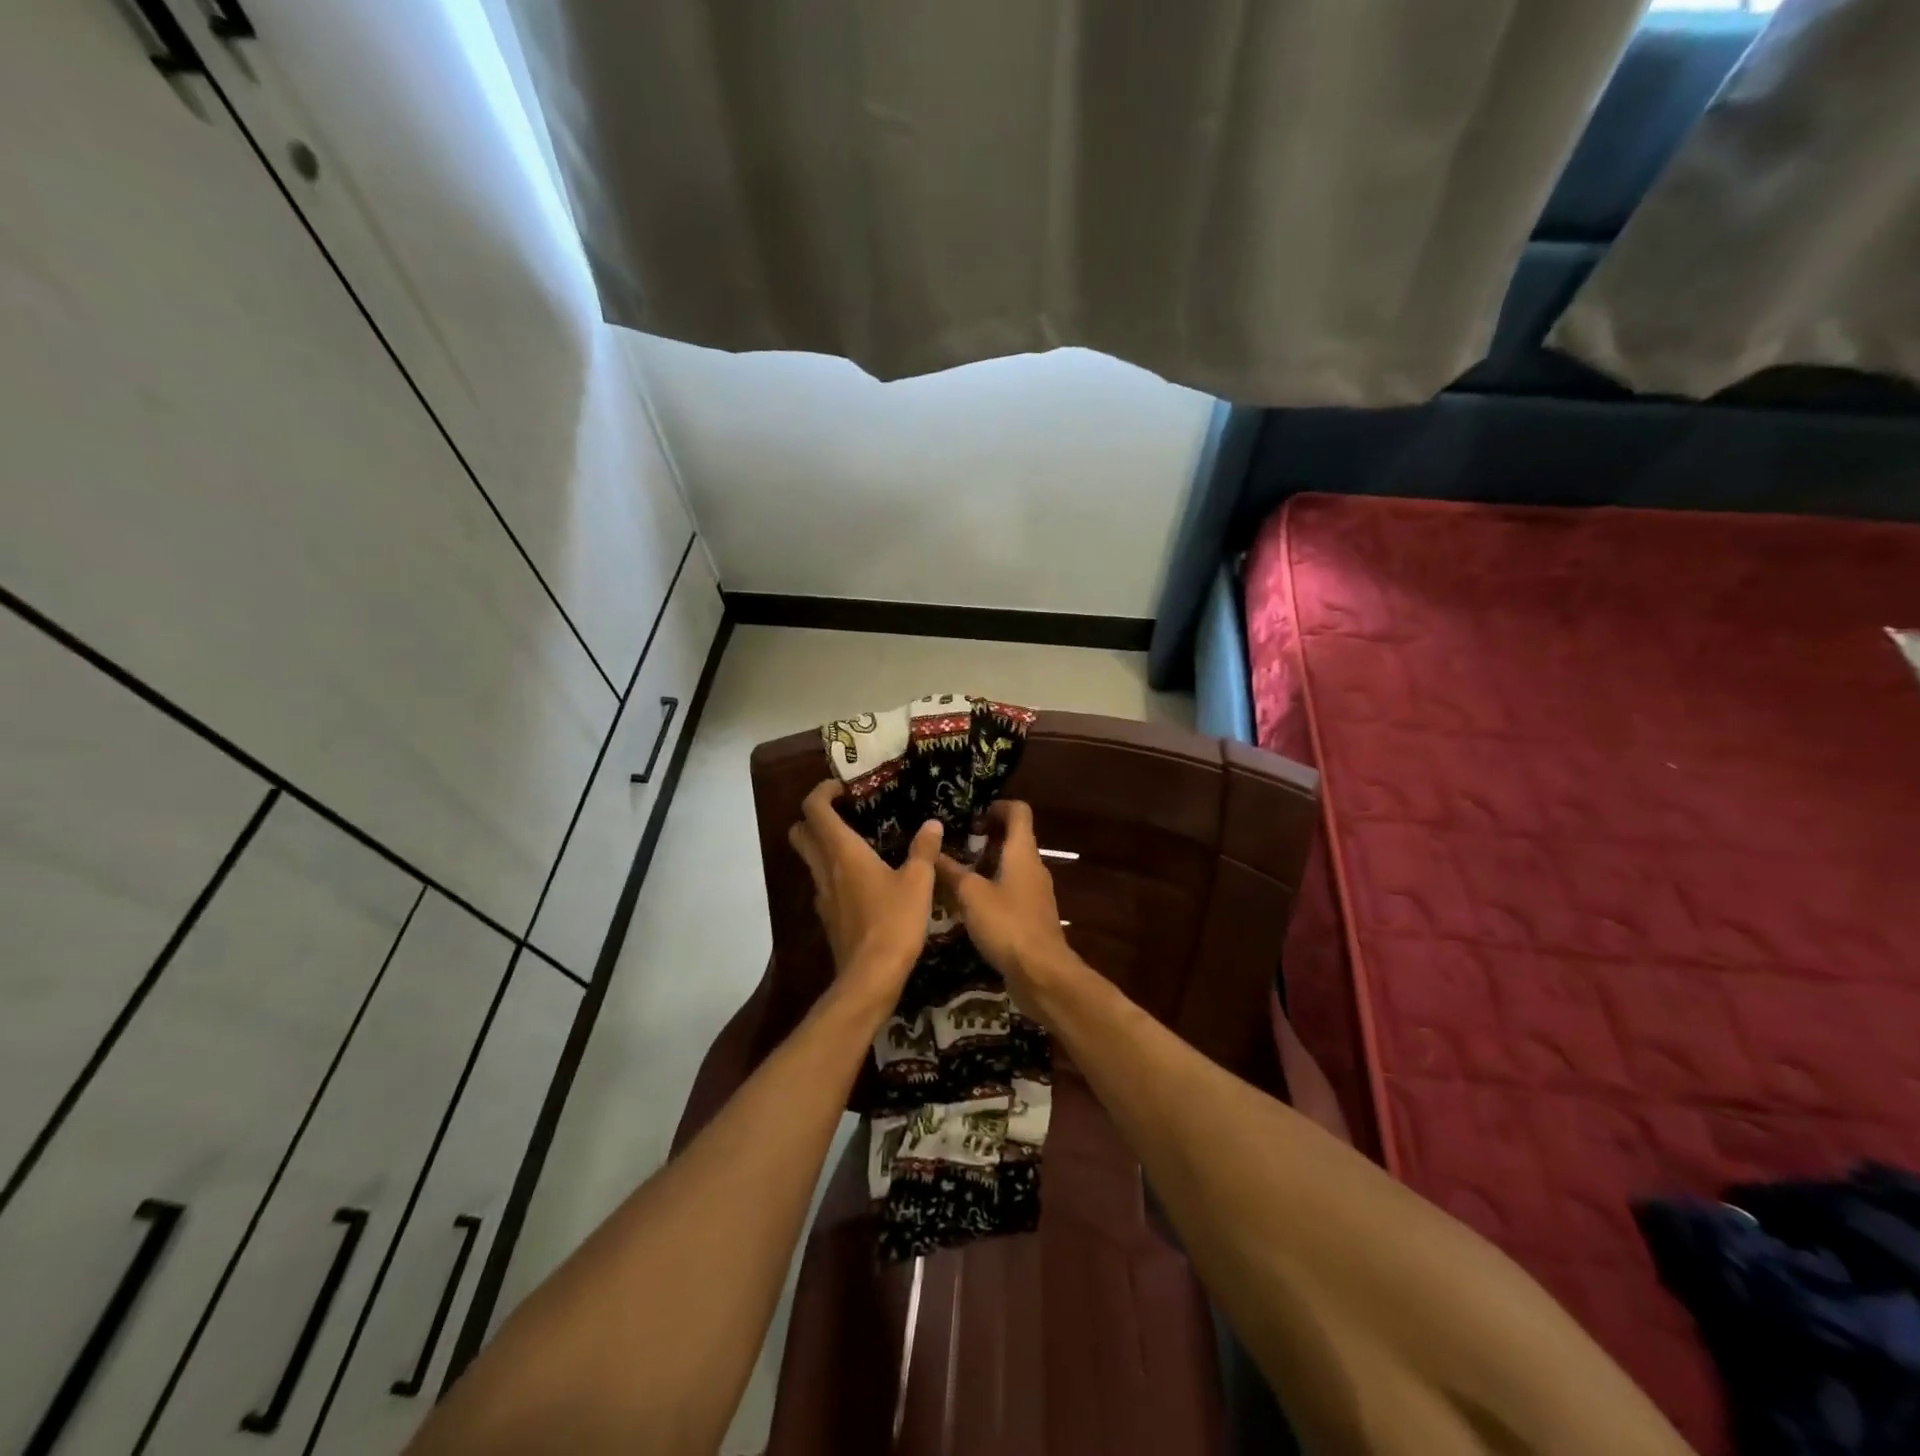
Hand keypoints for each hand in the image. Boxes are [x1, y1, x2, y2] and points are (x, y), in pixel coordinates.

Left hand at [788, 780, 942, 1007]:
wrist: (870, 977)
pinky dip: (833, 873)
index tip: (843, 787)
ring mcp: (822, 895)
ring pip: (809, 859)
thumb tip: (932, 824)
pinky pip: (823, 884)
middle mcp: (824, 868)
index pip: (814, 809)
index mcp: (843, 851)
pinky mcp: (827, 917)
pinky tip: (862, 881)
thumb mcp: (919, 882)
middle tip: (845, 813)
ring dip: (823, 845)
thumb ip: (924, 850)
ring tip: (857, 843)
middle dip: (815, 816)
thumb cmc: (894, 923)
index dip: (822, 791)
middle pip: (801, 832)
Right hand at [933, 800, 1074, 1001]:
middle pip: (1014, 839)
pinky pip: (1011, 891)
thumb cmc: (1007, 924)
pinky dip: (992, 889)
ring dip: (986, 866)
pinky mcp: (1033, 917)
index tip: (972, 816)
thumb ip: (951, 871)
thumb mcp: (971, 895)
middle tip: (955, 846)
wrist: (1042, 973)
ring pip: (1011, 867)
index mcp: (1023, 852)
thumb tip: (932, 849)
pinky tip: (969, 906)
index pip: (1018, 812)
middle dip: (985, 838)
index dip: (997, 807)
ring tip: (955, 875)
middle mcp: (1033, 867)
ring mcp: (1035, 893)